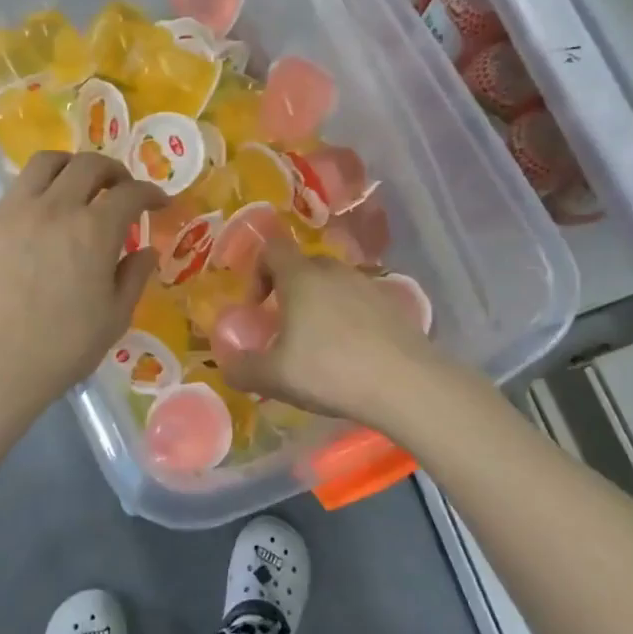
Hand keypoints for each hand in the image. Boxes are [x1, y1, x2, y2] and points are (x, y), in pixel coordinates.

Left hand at [0, 152, 164, 406]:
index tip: (160, 203)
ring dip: (72, 166)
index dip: (151, 193)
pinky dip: (41, 187)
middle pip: (89, 165)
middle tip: (122, 190)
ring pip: (47, 162)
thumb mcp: (115, 317)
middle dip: (114, 171)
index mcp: (95, 230)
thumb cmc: (64, 346)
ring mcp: (18, 210)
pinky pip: (19, 187)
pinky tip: (46, 214)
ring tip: (80, 185)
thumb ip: (134, 276)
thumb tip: (146, 251)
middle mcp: (57, 207)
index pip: (130, 193)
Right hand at [214, 239, 453, 428]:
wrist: (405, 384)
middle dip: (288, 291)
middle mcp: (334, 271)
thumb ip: (242, 369)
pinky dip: (348, 318)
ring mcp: (368, 285)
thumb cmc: (330, 371)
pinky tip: (351, 353)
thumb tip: (227, 365)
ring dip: (319, 305)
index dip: (257, 271)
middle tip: (284, 329)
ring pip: (333, 284)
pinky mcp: (393, 305)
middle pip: (303, 266)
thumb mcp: (274, 378)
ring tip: (318, 344)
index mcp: (301, 277)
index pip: (272, 249)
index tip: (257, 307)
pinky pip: (359, 302)